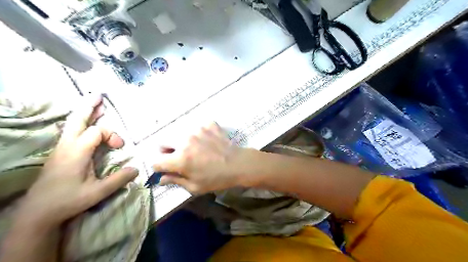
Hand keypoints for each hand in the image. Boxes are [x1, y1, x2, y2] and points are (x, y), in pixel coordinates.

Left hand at [16, 95, 137, 227]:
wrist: (37, 212)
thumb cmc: (68, 200)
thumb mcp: (98, 192)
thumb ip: (119, 179)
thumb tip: (137, 169)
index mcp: (77, 152)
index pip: (97, 131)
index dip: (112, 135)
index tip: (120, 147)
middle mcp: (67, 146)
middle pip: (78, 120)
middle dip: (89, 107)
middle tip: (99, 95)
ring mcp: (61, 148)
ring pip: (72, 124)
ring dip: (85, 113)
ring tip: (96, 104)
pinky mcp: (60, 153)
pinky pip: (71, 131)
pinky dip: (81, 122)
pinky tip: (87, 123)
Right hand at [154, 123, 244, 194]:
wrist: (239, 164)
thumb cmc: (217, 179)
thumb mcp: (195, 186)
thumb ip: (175, 181)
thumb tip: (161, 179)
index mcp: (180, 159)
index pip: (156, 162)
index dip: (160, 167)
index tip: (167, 169)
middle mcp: (184, 141)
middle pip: (163, 142)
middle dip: (167, 151)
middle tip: (179, 157)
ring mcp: (197, 130)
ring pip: (179, 133)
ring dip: (182, 141)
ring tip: (196, 148)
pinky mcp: (208, 124)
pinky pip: (197, 127)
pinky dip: (199, 134)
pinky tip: (208, 141)